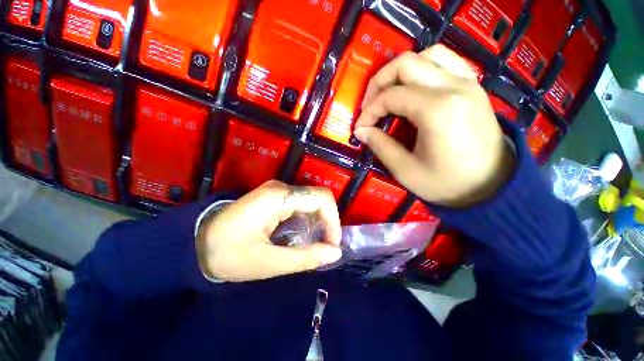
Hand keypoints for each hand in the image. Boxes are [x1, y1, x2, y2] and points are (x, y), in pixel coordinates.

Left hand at [198, 181, 342, 281]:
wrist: (195, 242)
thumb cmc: (229, 254)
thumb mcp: (270, 262)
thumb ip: (306, 257)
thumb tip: (336, 252)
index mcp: (279, 198)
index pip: (321, 198)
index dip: (333, 220)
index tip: (332, 244)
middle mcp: (280, 188)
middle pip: (318, 197)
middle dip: (327, 221)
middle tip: (325, 246)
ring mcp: (276, 191)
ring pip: (310, 200)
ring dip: (318, 221)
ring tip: (314, 243)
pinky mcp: (273, 197)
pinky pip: (300, 204)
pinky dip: (307, 219)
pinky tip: (302, 235)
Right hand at [353, 45, 513, 206]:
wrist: (492, 186)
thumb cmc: (447, 183)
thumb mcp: (406, 170)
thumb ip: (380, 146)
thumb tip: (361, 131)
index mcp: (437, 110)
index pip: (391, 96)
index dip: (370, 111)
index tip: (361, 127)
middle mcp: (454, 87)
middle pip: (406, 64)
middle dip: (379, 82)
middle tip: (369, 105)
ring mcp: (468, 82)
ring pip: (427, 54)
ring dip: (401, 71)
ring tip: (389, 93)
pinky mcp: (473, 86)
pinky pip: (446, 61)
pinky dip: (424, 67)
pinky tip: (415, 86)